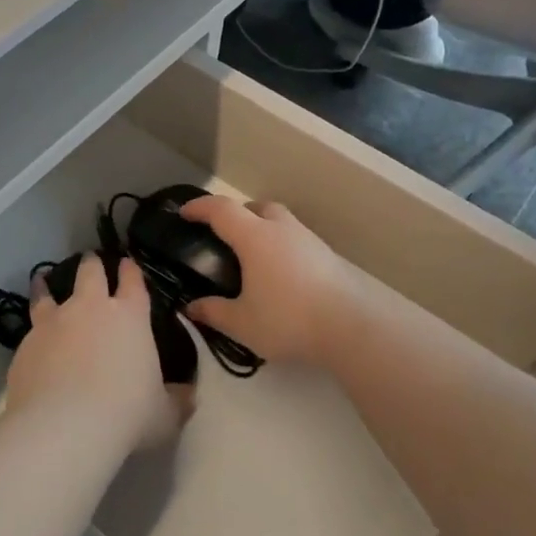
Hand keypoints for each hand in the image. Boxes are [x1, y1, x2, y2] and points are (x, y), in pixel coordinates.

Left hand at [5, 255, 190, 449]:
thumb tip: (188, 396)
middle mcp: (89, 308)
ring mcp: (53, 322)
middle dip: (92, 264)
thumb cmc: (126, 415)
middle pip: (90, 273)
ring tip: (43, 278)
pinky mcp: (25, 343)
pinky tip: (32, 336)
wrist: (63, 427)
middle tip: (91, 260)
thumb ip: (176, 401)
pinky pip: (30, 327)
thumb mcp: (164, 415)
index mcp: (129, 316)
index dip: (131, 270)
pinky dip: (33, 326)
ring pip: (48, 292)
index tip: (128, 263)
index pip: (133, 281)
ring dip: (47, 284)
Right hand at [179, 197, 368, 366]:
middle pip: (255, 207)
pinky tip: (279, 274)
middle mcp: (281, 229)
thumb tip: (191, 307)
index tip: (185, 213)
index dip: (200, 208)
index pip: (221, 210)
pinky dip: (281, 246)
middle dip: (236, 215)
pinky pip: (295, 239)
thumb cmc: (288, 320)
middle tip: (224, 237)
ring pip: (279, 221)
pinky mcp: (327, 256)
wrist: (350, 328)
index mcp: (255, 238)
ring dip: (262, 228)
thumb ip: (213, 312)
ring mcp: (308, 240)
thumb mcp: (242, 323)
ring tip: (252, 257)